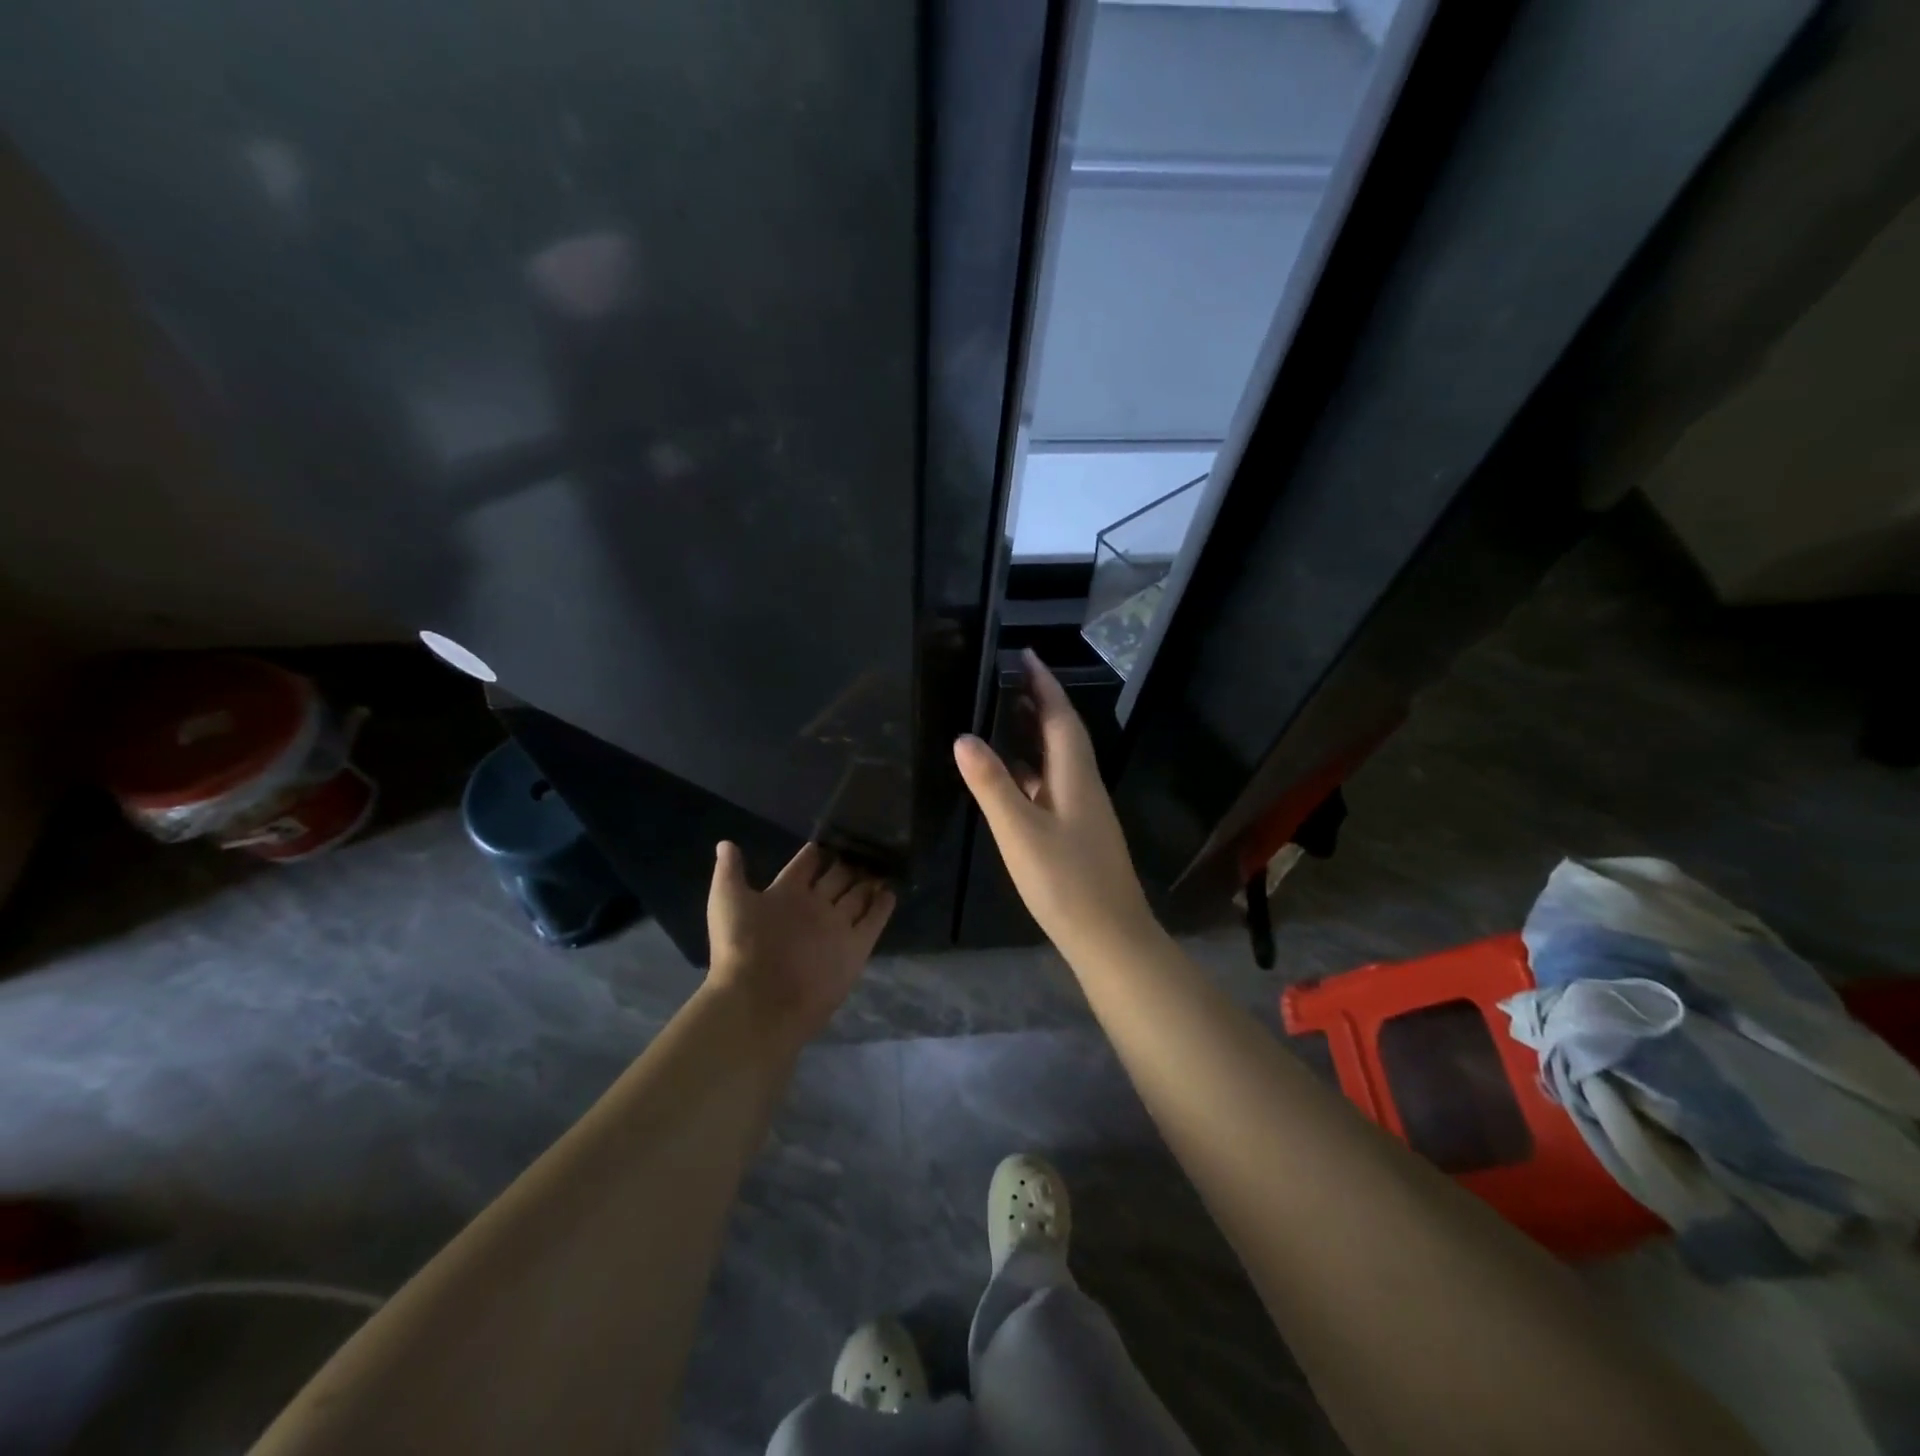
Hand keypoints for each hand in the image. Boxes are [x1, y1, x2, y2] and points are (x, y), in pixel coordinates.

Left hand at [705, 841, 895, 1047]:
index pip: (806, 865)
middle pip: (837, 878)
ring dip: (869, 881)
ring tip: (885, 863)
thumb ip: (730, 871)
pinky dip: (882, 906)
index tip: (832, 836)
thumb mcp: (728, 901)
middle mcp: (813, 908)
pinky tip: (891, 890)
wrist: (759, 1001)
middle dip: (849, 863)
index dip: (817, 852)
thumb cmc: (741, 947)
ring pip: (857, 896)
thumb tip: (725, 843)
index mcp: (785, 895)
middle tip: (868, 845)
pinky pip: (873, 921)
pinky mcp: (855, 947)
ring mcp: (836, 927)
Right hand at [953, 650, 1154, 955]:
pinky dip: (1034, 769)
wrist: (1110, 937)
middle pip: (1064, 733)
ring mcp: (1084, 811)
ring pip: (1060, 760)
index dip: (1044, 683)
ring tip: (1008, 715)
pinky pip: (1055, 785)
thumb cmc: (1065, 881)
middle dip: (1041, 702)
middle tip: (1012, 678)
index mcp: (1075, 776)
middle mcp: (1084, 785)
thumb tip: (964, 737)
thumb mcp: (1020, 832)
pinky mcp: (1079, 833)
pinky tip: (1016, 777)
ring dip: (1038, 734)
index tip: (1026, 654)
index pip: (1060, 716)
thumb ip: (992, 785)